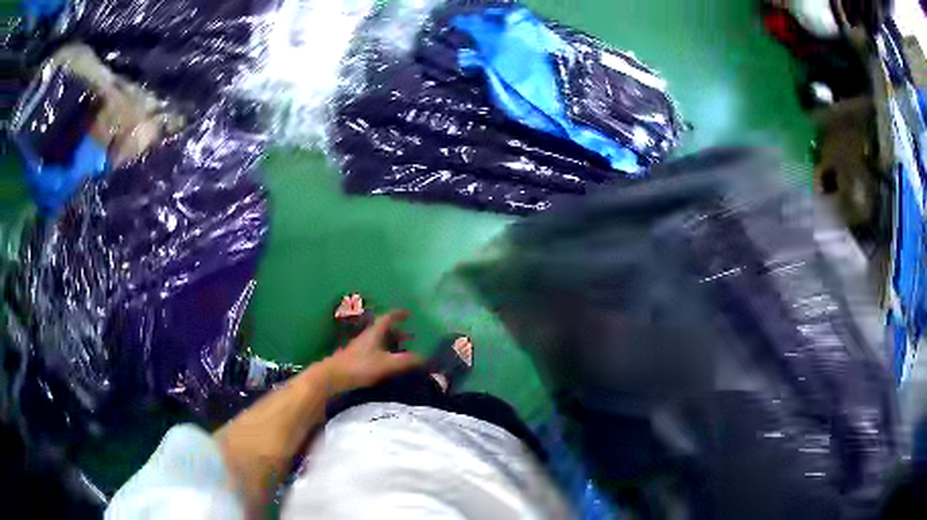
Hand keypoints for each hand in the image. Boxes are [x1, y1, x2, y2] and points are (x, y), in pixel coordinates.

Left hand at [323, 310, 421, 393]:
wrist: (333, 376)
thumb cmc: (360, 366)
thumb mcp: (387, 363)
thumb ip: (406, 360)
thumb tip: (425, 357)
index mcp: (374, 332)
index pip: (388, 318)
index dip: (399, 314)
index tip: (409, 313)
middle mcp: (367, 337)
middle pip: (384, 330)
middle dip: (398, 332)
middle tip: (412, 337)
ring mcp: (360, 347)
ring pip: (379, 341)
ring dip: (391, 344)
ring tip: (403, 352)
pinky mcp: (356, 358)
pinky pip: (374, 351)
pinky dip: (384, 353)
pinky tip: (388, 364)